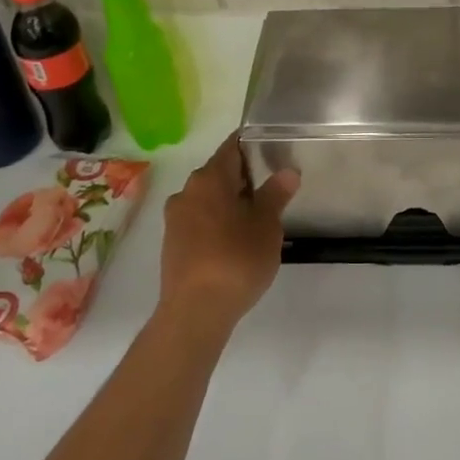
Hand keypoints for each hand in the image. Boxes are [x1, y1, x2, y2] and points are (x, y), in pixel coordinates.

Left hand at [158, 133, 297, 329]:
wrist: (195, 313)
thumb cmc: (236, 260)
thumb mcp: (266, 226)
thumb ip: (276, 194)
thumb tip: (287, 171)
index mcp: (209, 178)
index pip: (233, 147)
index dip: (253, 146)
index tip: (273, 151)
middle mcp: (187, 191)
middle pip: (219, 173)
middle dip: (245, 178)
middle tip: (273, 189)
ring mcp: (175, 219)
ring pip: (208, 199)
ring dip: (230, 203)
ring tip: (257, 218)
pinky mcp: (172, 245)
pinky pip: (199, 221)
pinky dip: (217, 223)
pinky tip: (235, 242)